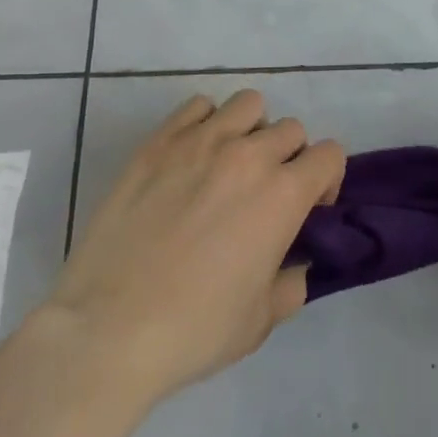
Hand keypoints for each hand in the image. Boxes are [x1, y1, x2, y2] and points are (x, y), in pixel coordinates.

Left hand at [47, 90, 345, 408]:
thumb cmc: (192, 331)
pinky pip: (198, 107)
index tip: (308, 209)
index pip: (330, 155)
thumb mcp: (259, 322)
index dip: (326, 181)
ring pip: (248, 105)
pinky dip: (205, 123)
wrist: (107, 332)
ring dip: (251, 130)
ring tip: (230, 165)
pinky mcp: (160, 142)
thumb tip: (294, 263)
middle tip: (265, 194)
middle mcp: (250, 155)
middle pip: (291, 129)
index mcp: (283, 194)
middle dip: (289, 158)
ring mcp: (202, 141)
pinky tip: (192, 157)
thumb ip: (290, 284)